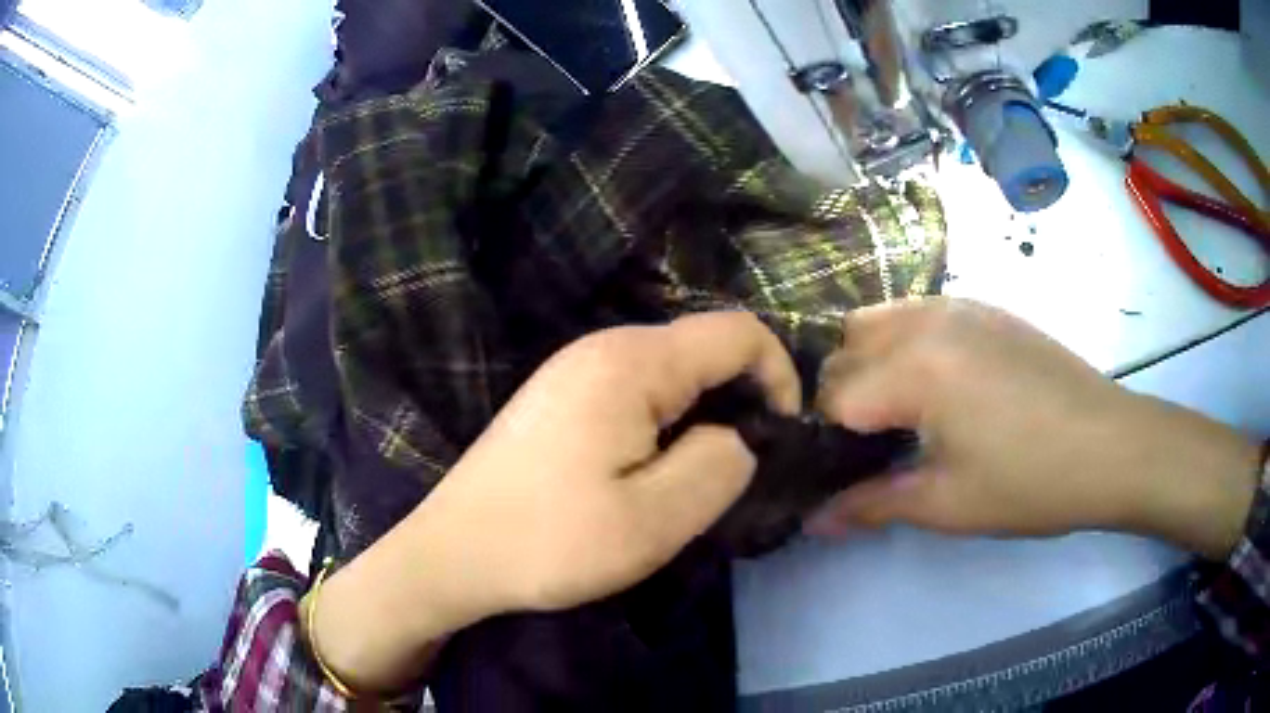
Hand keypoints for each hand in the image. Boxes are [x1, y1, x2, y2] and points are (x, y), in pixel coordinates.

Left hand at [312, 312, 799, 692]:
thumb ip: (723, 464)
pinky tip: (646, 472)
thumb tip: (745, 434)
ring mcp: (577, 367)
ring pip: (675, 372)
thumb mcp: (654, 519)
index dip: (780, 377)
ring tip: (689, 481)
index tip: (779, 440)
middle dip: (741, 402)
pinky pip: (639, 390)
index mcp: (632, 362)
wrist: (453, 553)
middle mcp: (604, 346)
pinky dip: (667, 423)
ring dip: (702, 418)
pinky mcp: (563, 394)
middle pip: (707, 349)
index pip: (740, 333)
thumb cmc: (550, 542)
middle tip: (733, 474)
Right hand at [807, 298, 1260, 558]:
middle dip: (843, 399)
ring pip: (877, 320)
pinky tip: (939, 385)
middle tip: (873, 446)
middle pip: (846, 349)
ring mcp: (958, 305)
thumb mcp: (946, 504)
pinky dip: (904, 343)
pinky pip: (918, 312)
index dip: (829, 440)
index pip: (833, 395)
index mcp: (915, 366)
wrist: (1109, 446)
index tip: (845, 472)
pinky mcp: (985, 307)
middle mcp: (926, 319)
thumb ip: (870, 506)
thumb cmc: (1029, 482)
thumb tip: (813, 521)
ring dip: (868, 362)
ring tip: (899, 410)